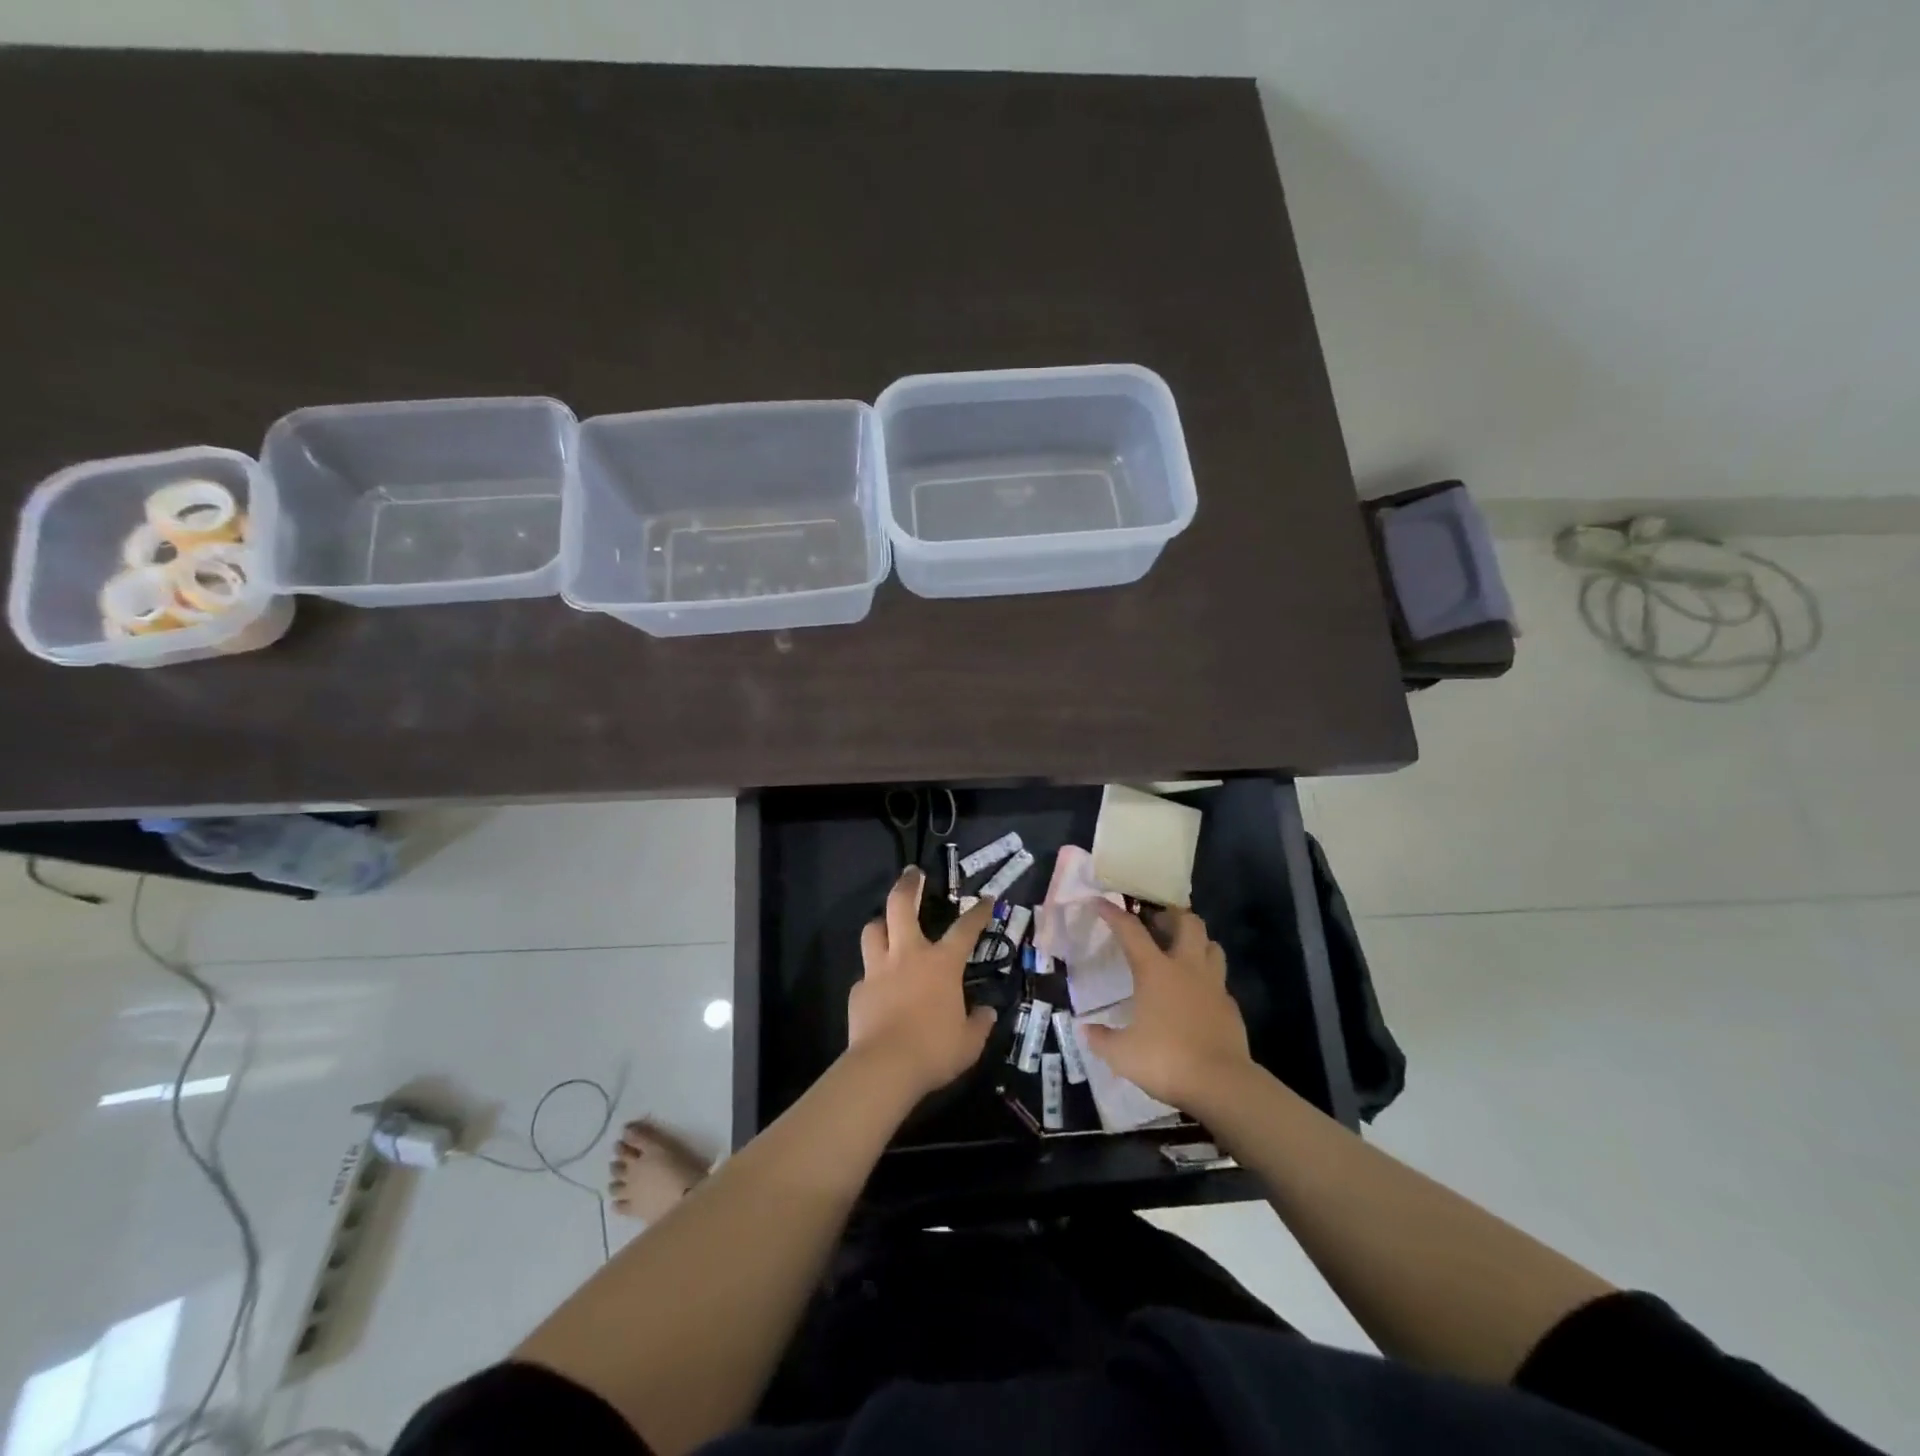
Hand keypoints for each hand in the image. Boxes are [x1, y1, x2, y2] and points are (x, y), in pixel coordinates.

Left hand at [848, 868, 997, 1100]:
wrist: (884, 1067)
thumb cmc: (934, 1050)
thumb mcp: (969, 1042)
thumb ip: (979, 1024)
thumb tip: (986, 1013)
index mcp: (941, 964)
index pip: (964, 929)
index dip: (977, 912)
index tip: (985, 899)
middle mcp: (908, 956)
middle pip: (901, 906)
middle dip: (908, 885)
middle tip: (912, 873)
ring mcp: (878, 970)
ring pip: (873, 930)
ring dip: (881, 923)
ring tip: (886, 924)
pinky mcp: (858, 990)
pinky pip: (865, 974)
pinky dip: (872, 974)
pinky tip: (877, 986)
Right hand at [1081, 901, 1251, 1111]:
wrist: (1222, 1085)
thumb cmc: (1166, 1060)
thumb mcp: (1122, 1054)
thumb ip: (1101, 1039)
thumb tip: (1085, 1029)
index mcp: (1155, 971)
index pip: (1131, 931)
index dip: (1114, 913)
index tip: (1101, 901)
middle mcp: (1186, 968)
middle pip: (1187, 922)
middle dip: (1171, 914)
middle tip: (1156, 922)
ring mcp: (1213, 985)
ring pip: (1212, 945)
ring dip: (1197, 941)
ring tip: (1181, 950)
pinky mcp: (1231, 1006)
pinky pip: (1220, 980)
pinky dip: (1208, 978)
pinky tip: (1198, 994)